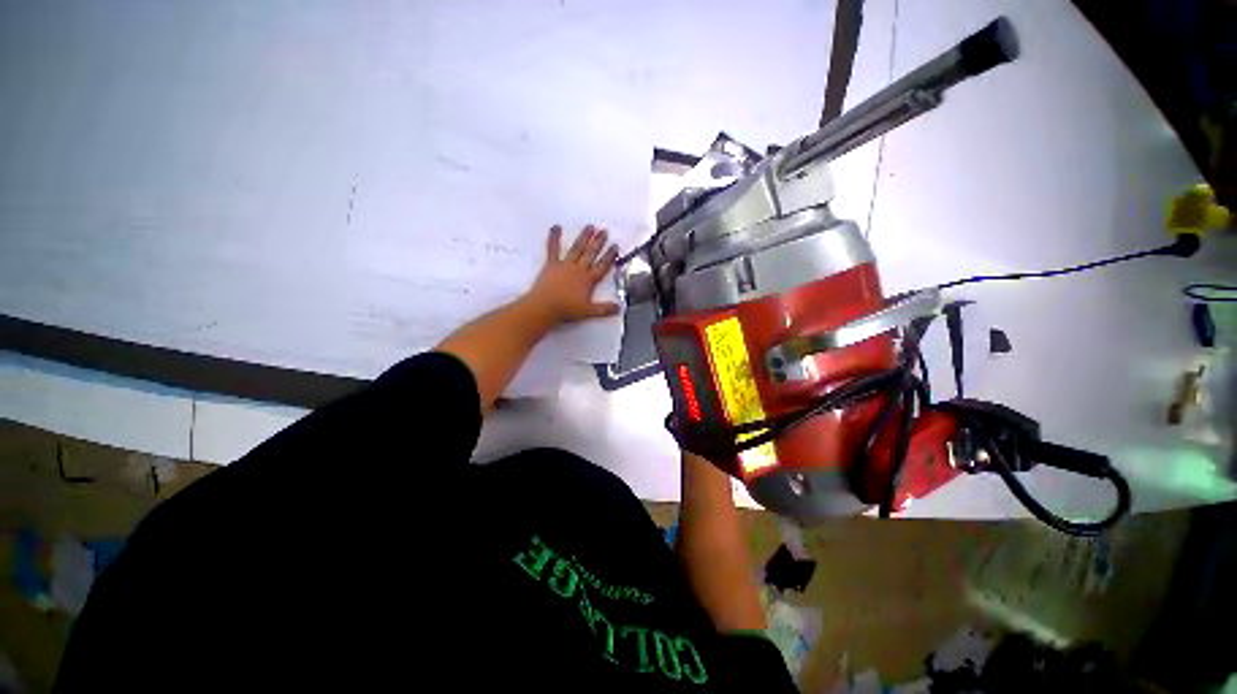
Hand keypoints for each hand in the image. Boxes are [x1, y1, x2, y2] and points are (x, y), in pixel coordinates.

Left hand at [526, 224, 619, 322]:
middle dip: (598, 242)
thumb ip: (605, 309)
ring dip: (584, 237)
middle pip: (591, 254)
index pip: (602, 266)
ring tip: (590, 227)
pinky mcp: (551, 264)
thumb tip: (619, 308)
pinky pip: (553, 249)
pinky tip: (556, 227)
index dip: (610, 256)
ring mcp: (565, 265)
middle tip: (604, 231)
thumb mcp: (589, 312)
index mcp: (588, 280)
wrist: (545, 306)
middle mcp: (578, 269)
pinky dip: (554, 237)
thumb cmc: (567, 310)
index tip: (615, 246)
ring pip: (577, 248)